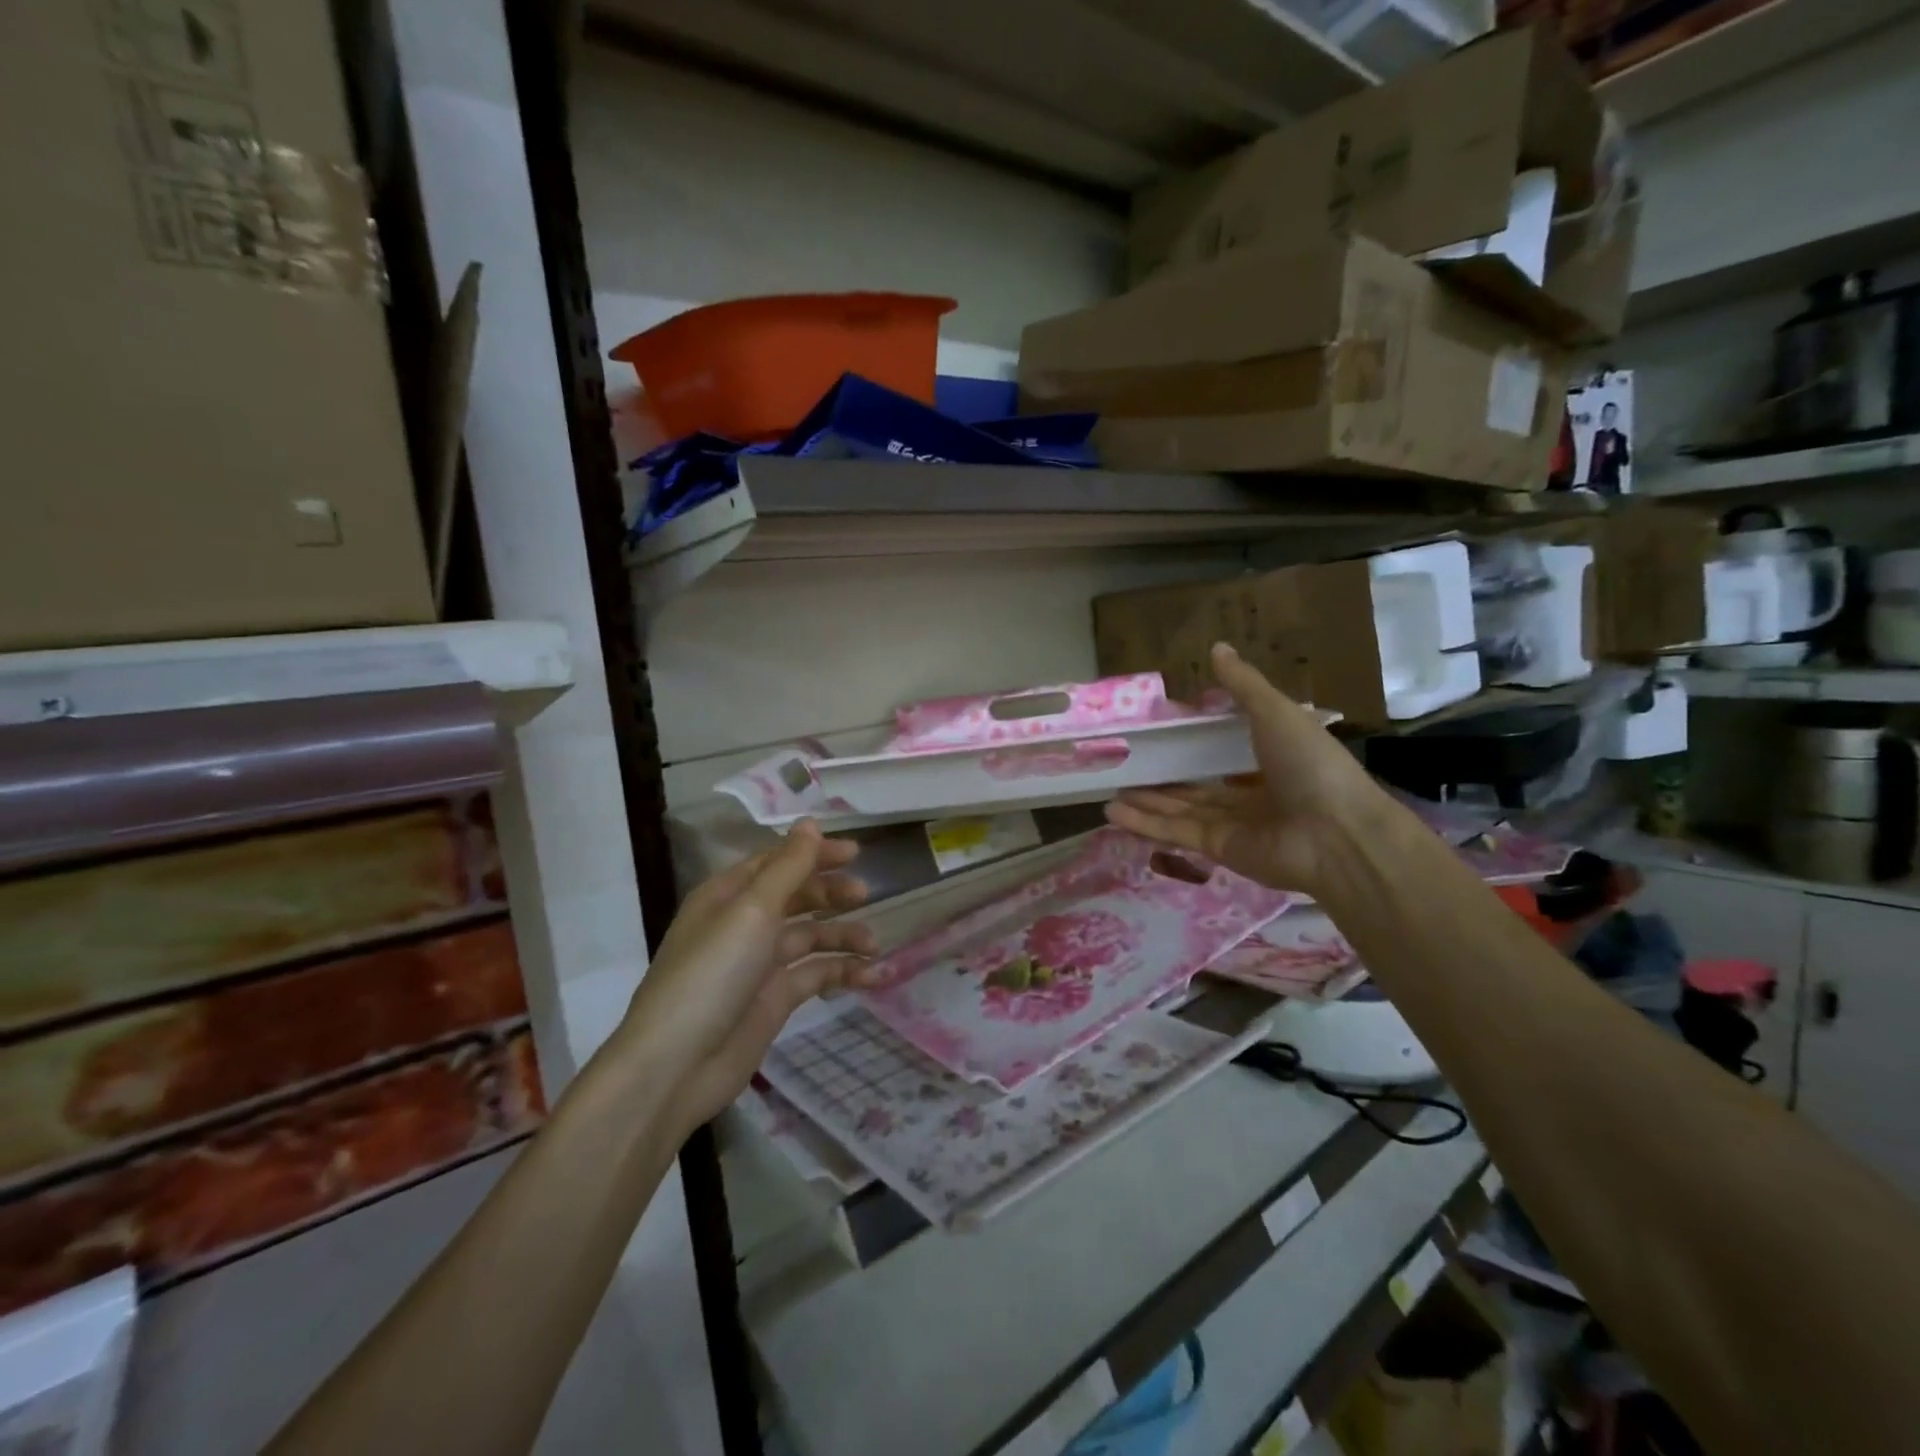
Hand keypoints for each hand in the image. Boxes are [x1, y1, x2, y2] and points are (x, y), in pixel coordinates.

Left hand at [621, 822, 879, 1132]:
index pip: (777, 862)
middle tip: (865, 894)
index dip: (814, 853)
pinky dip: (843, 972)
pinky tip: (872, 976)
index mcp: (728, 895)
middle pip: (796, 897)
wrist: (677, 1067)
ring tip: (873, 944)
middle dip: (831, 893)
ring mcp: (759, 964)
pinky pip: (815, 975)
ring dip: (843, 935)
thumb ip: (788, 867)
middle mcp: (744, 924)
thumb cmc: (712, 974)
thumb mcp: (752, 911)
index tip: (856, 852)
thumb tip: (810, 823)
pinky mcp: (774, 1000)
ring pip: (810, 936)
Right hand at [1105, 642, 1392, 895]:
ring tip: (1110, 792)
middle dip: (1163, 779)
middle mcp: (1252, 793)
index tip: (1163, 729)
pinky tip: (1112, 813)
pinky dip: (1145, 823)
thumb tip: (1216, 647)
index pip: (1225, 750)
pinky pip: (1177, 832)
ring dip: (1147, 801)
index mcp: (1272, 760)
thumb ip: (1243, 685)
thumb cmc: (1311, 765)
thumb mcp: (1276, 712)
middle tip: (1127, 766)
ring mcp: (1235, 825)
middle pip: (1197, 786)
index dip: (1195, 741)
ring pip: (1181, 809)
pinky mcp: (1218, 849)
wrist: (1336, 834)